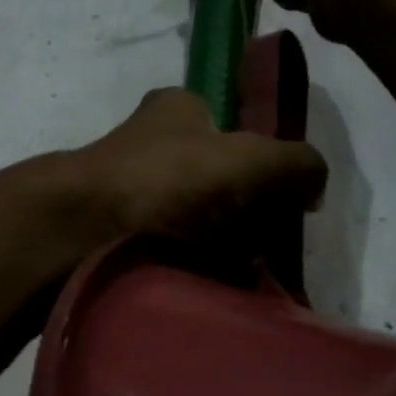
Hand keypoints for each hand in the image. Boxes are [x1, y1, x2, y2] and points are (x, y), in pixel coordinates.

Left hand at [63, 89, 326, 251]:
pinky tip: (206, 285)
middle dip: (243, 212)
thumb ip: (295, 163)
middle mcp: (150, 143)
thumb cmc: (166, 180)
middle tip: (263, 245)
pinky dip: (189, 265)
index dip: (261, 162)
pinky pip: (168, 248)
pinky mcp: (114, 232)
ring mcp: (128, 189)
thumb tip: (315, 185)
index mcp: (177, 109)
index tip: (280, 202)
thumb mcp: (249, 159)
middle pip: (216, 178)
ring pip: (193, 217)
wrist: (80, 233)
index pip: (231, 127)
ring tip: (239, 273)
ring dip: (219, 245)